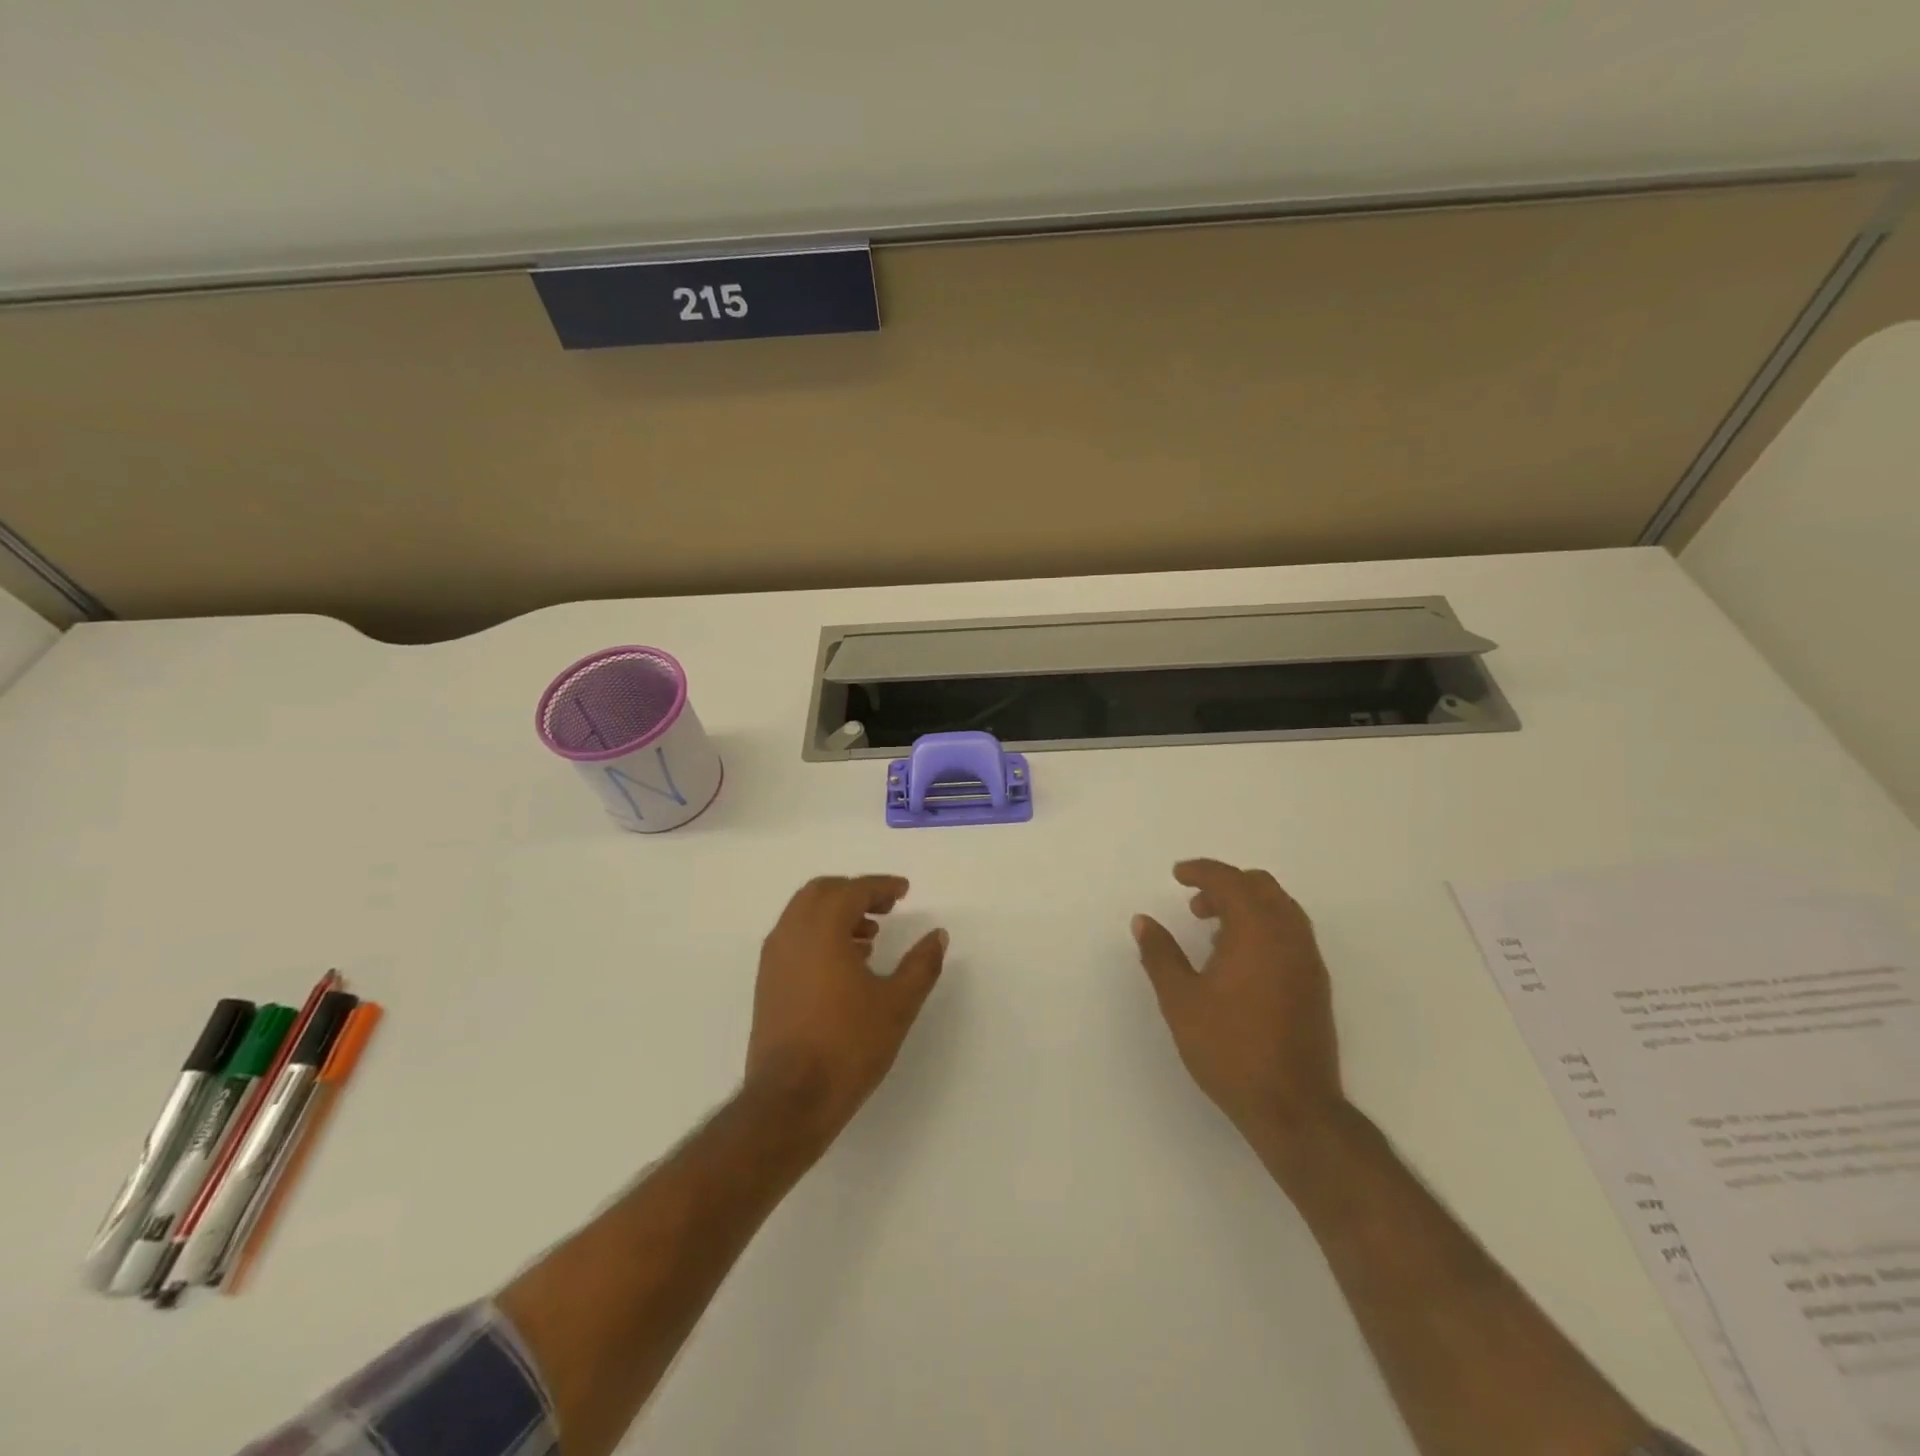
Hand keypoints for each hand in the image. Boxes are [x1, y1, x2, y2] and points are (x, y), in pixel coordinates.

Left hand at [745, 875, 947, 1143]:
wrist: (790, 1099)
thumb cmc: (848, 1045)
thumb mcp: (897, 1004)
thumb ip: (921, 964)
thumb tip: (938, 935)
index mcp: (822, 929)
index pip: (853, 890)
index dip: (881, 886)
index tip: (903, 891)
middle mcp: (791, 934)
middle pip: (821, 892)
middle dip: (855, 892)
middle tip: (885, 907)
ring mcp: (773, 958)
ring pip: (803, 914)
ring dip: (836, 914)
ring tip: (869, 937)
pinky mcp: (766, 983)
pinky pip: (793, 938)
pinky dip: (819, 934)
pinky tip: (844, 964)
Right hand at [1132, 859, 1345, 1148]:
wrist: (1293, 1107)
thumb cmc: (1230, 1049)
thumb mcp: (1181, 1001)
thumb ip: (1160, 955)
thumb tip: (1143, 921)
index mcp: (1257, 931)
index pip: (1230, 881)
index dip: (1201, 871)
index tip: (1177, 875)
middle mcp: (1289, 936)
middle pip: (1262, 887)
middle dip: (1226, 885)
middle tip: (1195, 905)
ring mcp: (1308, 960)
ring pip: (1280, 909)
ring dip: (1247, 906)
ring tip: (1213, 931)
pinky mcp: (1316, 984)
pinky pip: (1290, 933)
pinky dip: (1264, 927)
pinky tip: (1239, 961)